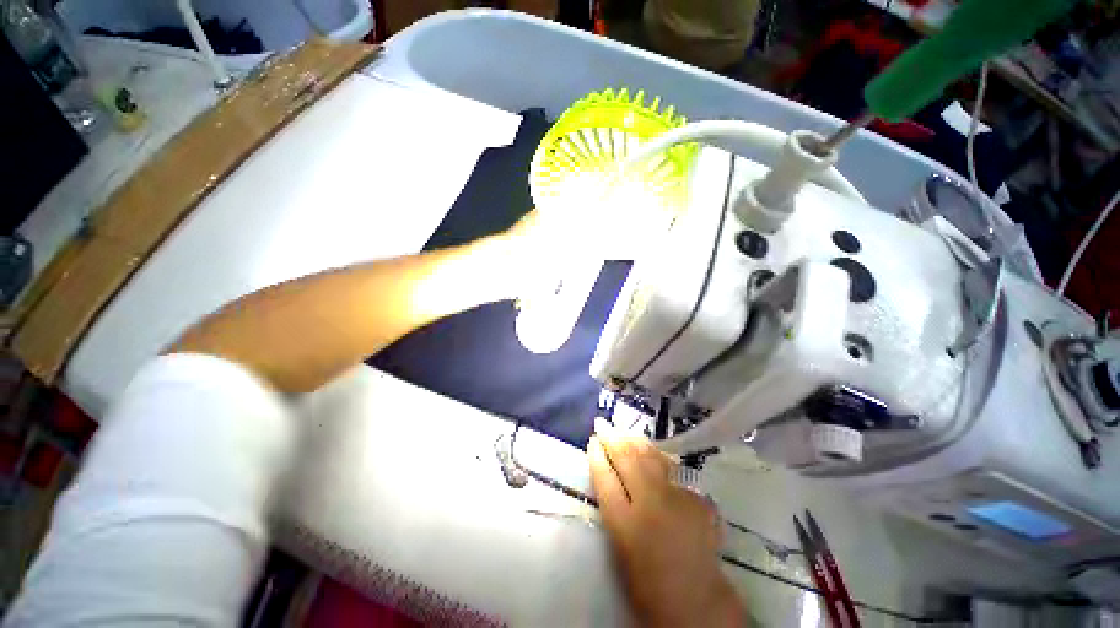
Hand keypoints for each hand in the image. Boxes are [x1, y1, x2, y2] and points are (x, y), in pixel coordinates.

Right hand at [588, 420, 744, 627]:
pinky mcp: (695, 496)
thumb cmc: (648, 580)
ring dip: (634, 440)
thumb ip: (613, 507)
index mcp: (625, 524)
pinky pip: (671, 468)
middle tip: (604, 425)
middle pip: (627, 459)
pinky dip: (657, 456)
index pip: (605, 478)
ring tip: (624, 431)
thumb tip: (607, 474)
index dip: (597, 456)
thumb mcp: (620, 545)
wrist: (696, 599)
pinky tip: (651, 450)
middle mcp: (650, 504)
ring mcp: (676, 497)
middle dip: (613, 438)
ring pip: (650, 456)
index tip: (593, 440)